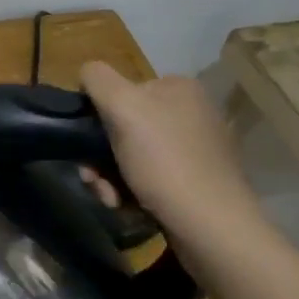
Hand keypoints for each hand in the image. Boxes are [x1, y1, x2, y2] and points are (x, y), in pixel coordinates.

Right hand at [78, 62, 267, 246]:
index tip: (87, 147)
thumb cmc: (164, 161)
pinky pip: (151, 178)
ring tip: (112, 200)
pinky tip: (129, 207)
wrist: (211, 225)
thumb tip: (87, 73)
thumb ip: (98, 79)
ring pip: (131, 156)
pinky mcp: (198, 181)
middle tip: (95, 181)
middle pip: (122, 128)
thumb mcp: (122, 107)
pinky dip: (132, 191)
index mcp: (178, 88)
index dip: (97, 118)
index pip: (119, 91)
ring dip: (110, 178)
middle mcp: (192, 112)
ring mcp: (197, 148)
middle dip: (100, 157)